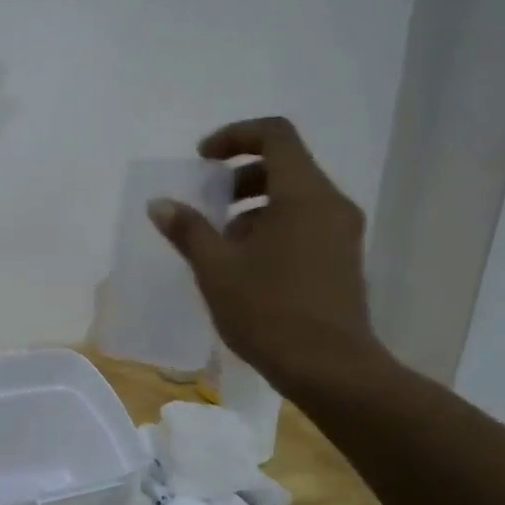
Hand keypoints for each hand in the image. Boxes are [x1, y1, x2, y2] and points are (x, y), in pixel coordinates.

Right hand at [149, 117, 382, 391]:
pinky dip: (273, 227)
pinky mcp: (343, 260)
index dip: (234, 136)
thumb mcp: (216, 269)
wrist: (331, 369)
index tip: (203, 160)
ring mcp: (342, 233)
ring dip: (253, 206)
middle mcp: (331, 204)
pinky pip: (305, 223)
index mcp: (303, 195)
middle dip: (239, 176)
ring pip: (294, 198)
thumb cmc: (269, 312)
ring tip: (222, 244)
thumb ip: (188, 230)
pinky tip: (246, 267)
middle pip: (284, 166)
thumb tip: (160, 204)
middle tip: (208, 203)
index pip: (275, 134)